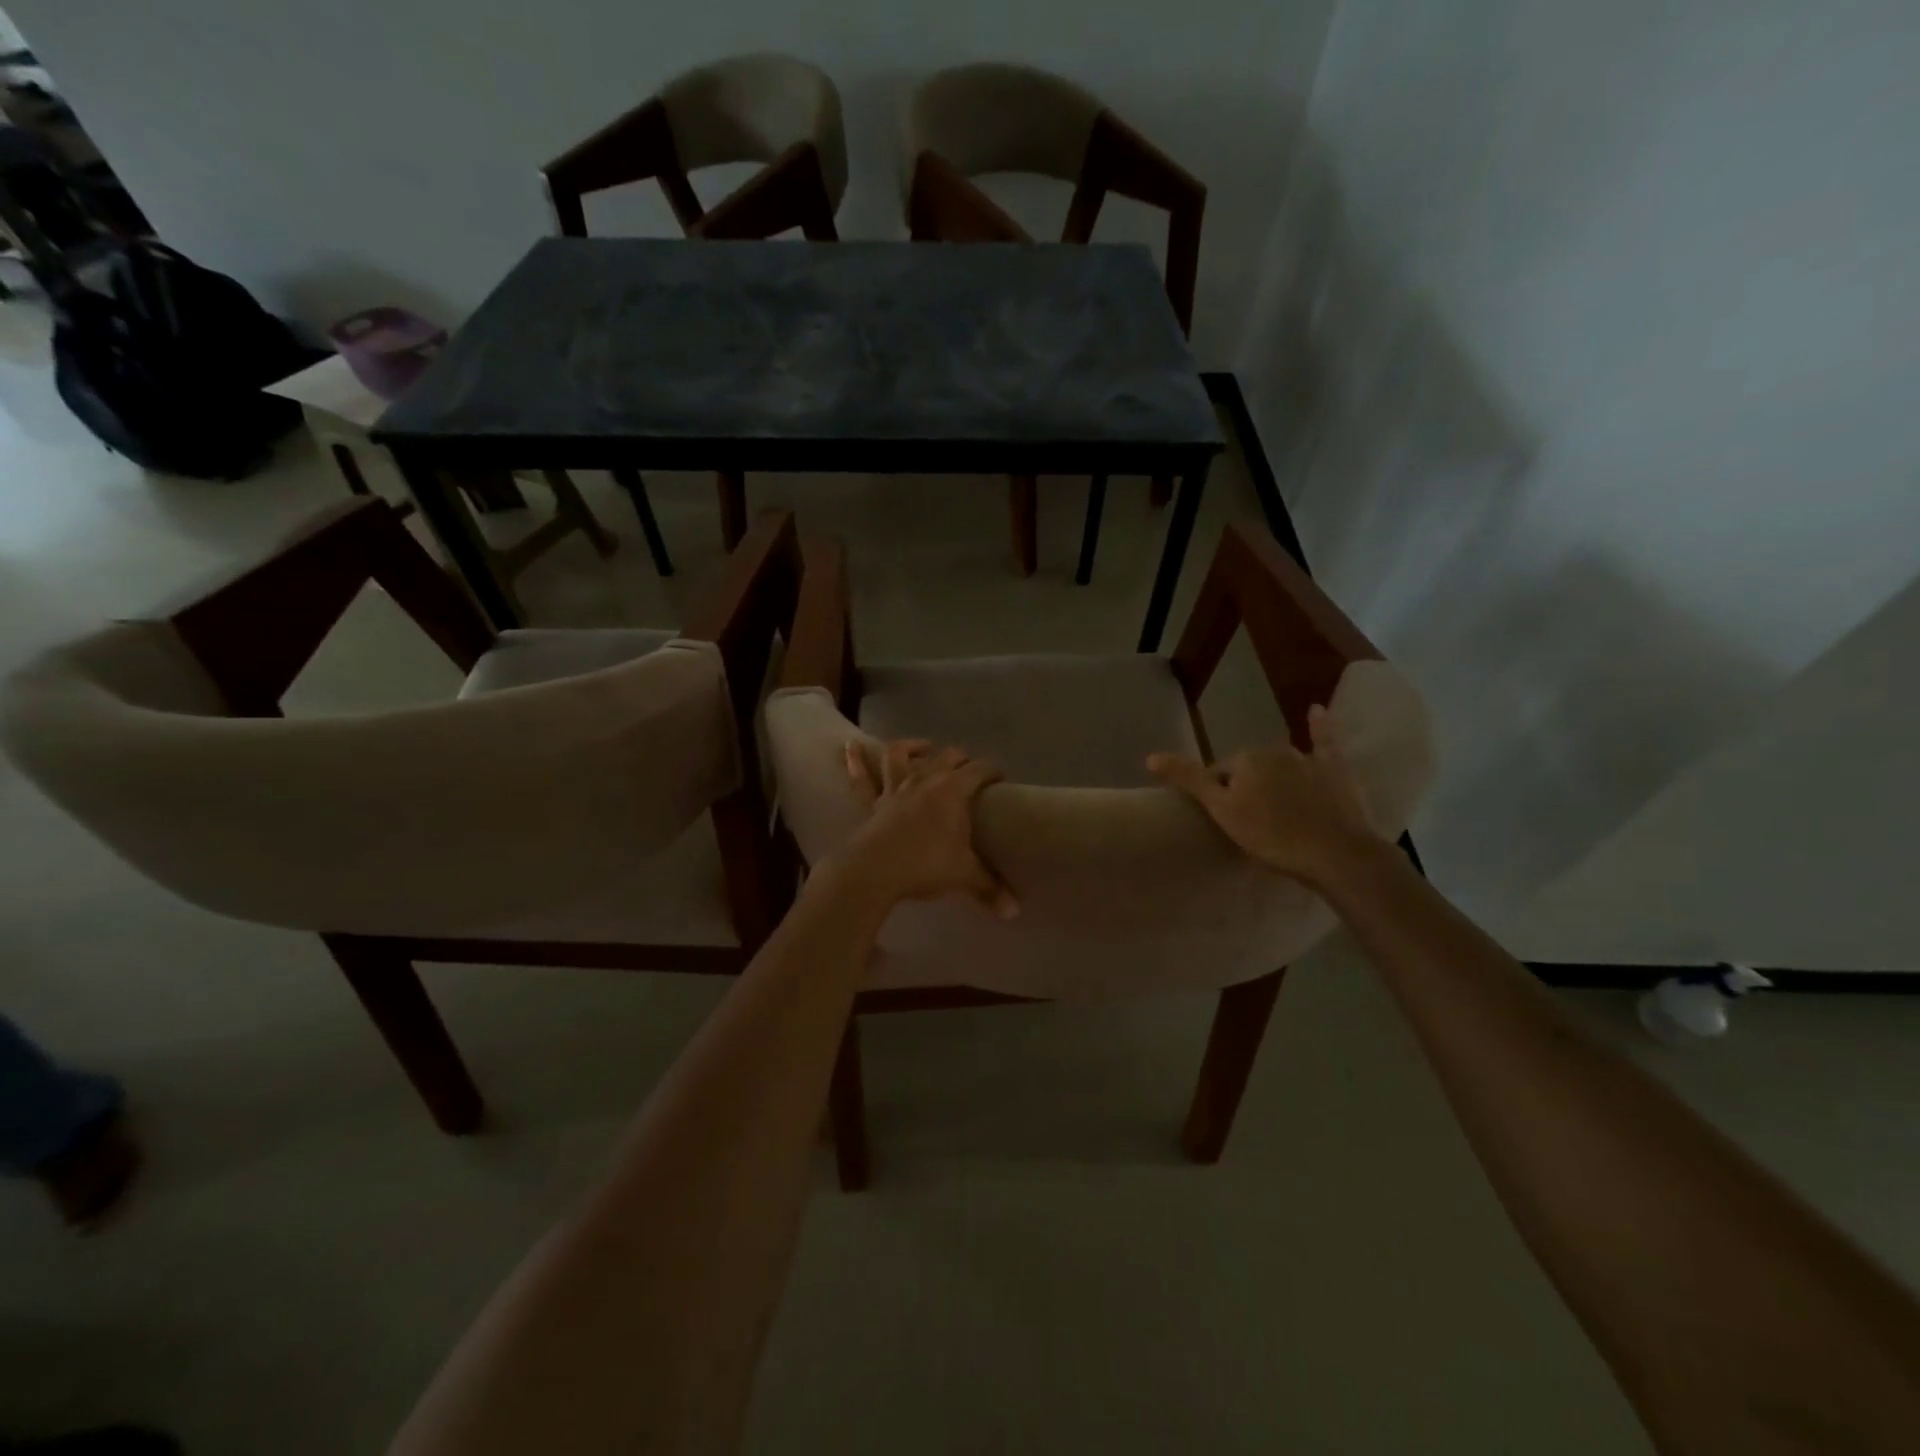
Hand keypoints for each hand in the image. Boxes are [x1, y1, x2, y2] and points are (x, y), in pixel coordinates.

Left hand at [835, 739, 1017, 917]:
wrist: (874, 871)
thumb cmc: (925, 865)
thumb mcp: (964, 876)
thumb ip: (990, 889)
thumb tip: (1014, 911)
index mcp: (952, 791)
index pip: (979, 770)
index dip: (992, 771)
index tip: (1001, 778)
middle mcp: (925, 781)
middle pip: (946, 757)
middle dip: (961, 758)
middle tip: (970, 767)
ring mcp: (895, 790)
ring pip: (901, 757)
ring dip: (912, 747)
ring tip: (923, 746)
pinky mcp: (873, 804)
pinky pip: (863, 780)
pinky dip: (857, 761)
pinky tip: (851, 746)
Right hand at [1147, 704, 1384, 885]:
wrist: (1334, 853)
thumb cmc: (1271, 835)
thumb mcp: (1221, 811)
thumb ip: (1188, 779)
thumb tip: (1150, 756)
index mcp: (1244, 758)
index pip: (1219, 775)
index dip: (1218, 799)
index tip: (1225, 823)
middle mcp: (1273, 749)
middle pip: (1248, 770)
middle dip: (1245, 789)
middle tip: (1251, 825)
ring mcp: (1307, 758)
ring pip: (1278, 765)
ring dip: (1273, 780)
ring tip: (1277, 812)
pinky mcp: (1334, 769)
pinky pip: (1324, 741)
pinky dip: (1319, 725)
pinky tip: (1317, 710)